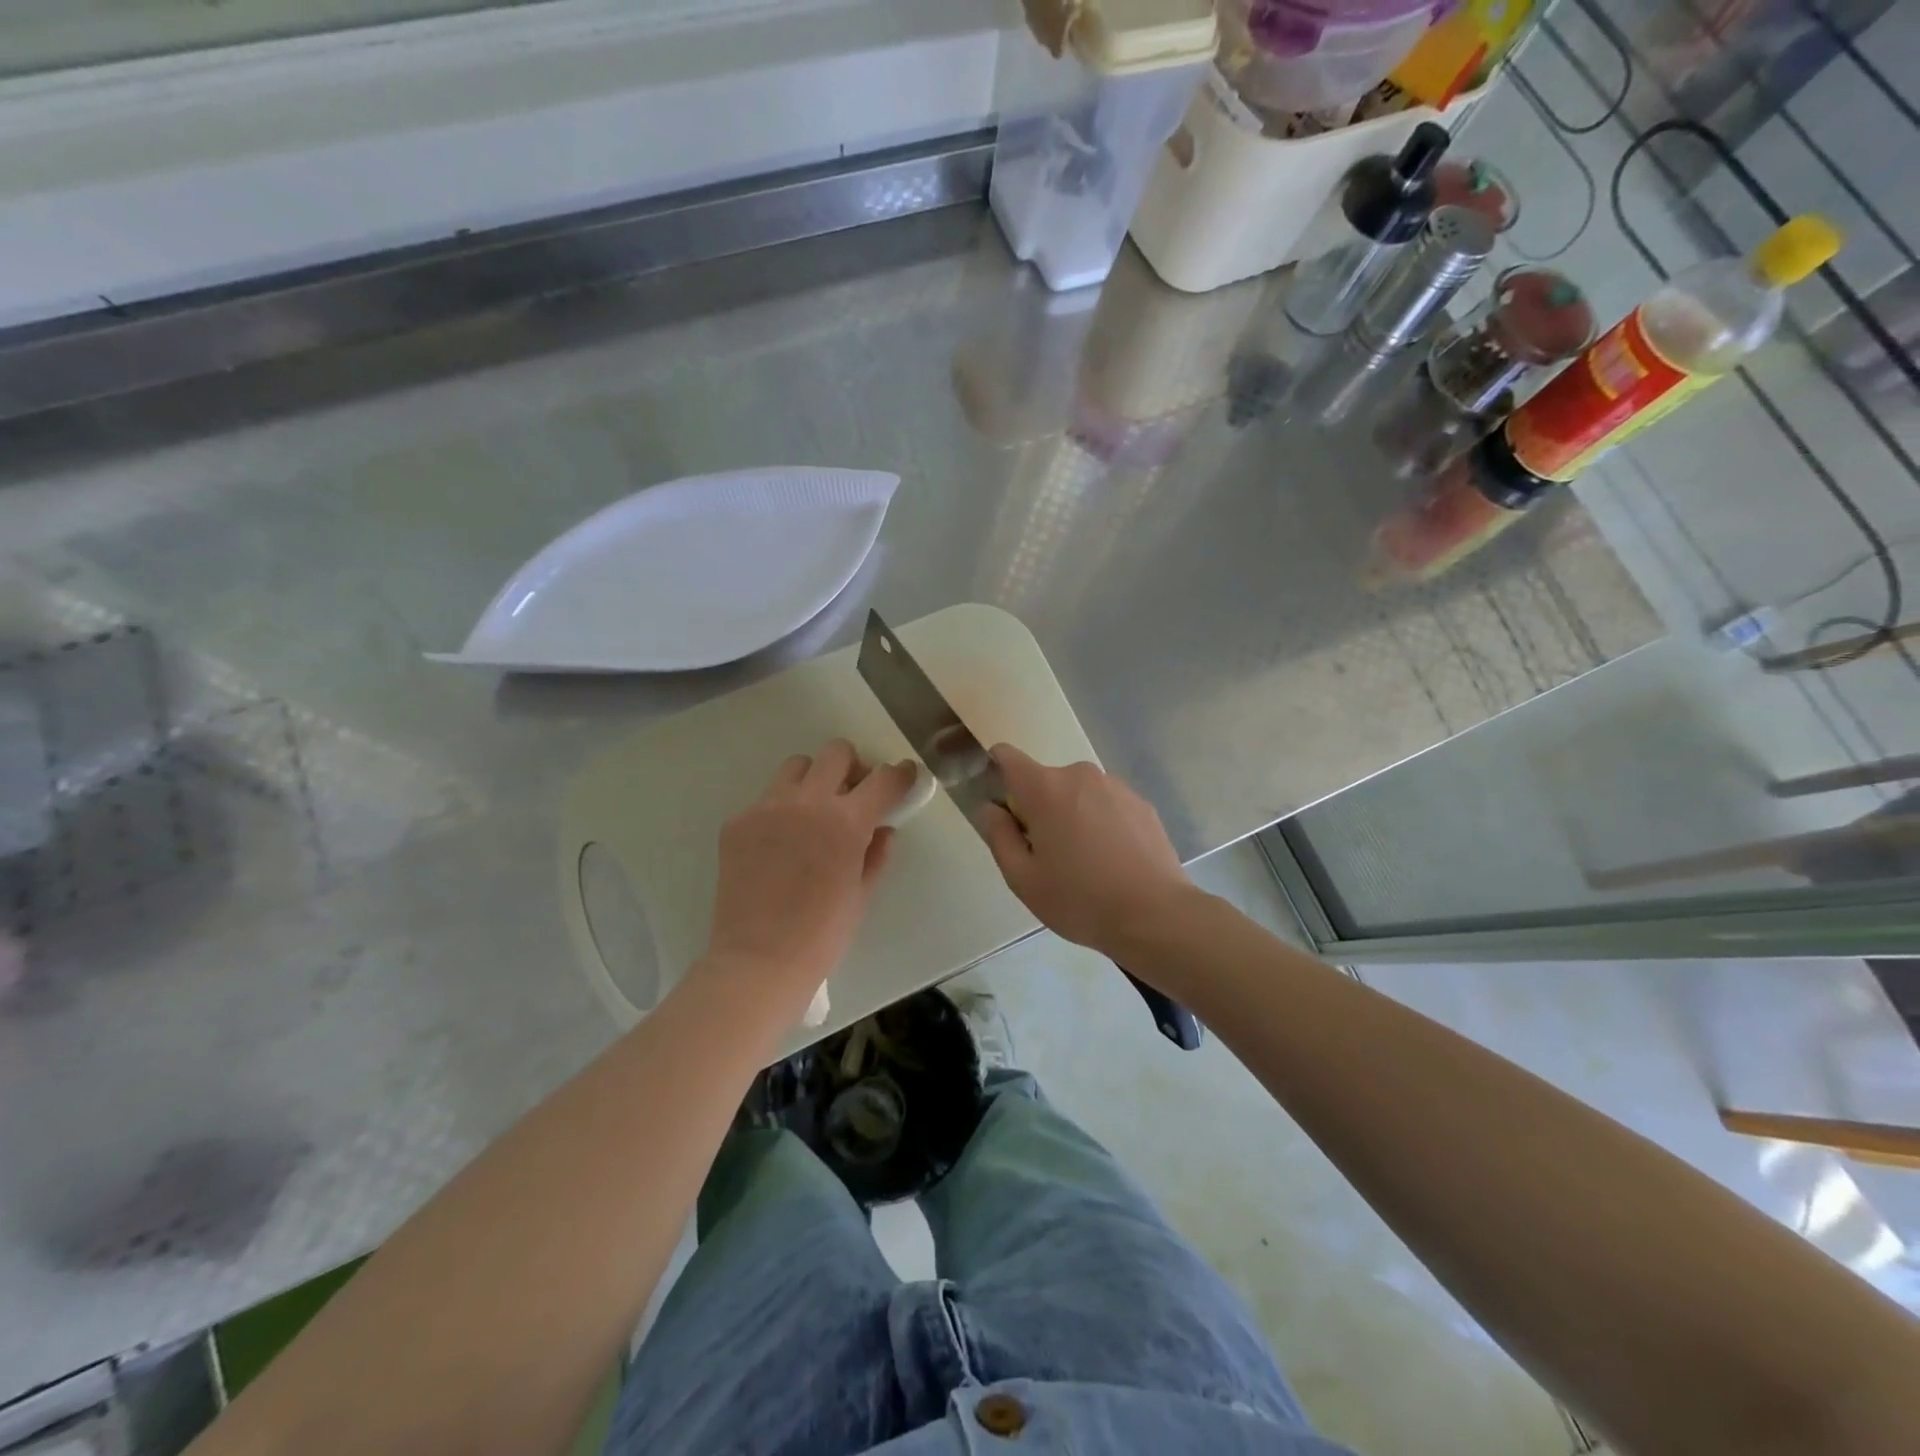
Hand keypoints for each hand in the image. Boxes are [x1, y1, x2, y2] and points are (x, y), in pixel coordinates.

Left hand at [700, 740, 915, 1019]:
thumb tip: (882, 829)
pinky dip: (781, 810)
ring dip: (814, 780)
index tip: (904, 777)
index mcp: (846, 821)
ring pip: (797, 766)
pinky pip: (766, 799)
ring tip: (813, 812)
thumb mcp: (861, 894)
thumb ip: (876, 853)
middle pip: (837, 752)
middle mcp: (807, 802)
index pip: (884, 779)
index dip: (901, 774)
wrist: (758, 962)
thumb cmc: (822, 935)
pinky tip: (780, 843)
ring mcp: (767, 808)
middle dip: (853, 767)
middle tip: (854, 794)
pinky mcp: (737, 822)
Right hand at [975, 744, 1194, 957]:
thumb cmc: (1079, 898)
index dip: (996, 772)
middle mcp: (1079, 775)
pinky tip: (1112, 862)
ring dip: (1072, 817)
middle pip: (1044, 782)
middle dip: (1038, 809)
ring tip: (1084, 863)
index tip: (1002, 808)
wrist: (1154, 915)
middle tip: (1046, 856)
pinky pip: (1106, 805)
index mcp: (1044, 788)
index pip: (1006, 756)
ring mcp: (1115, 787)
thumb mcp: (1022, 878)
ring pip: (1077, 795)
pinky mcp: (1141, 803)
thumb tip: (990, 809)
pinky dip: (1101, 824)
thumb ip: (998, 836)